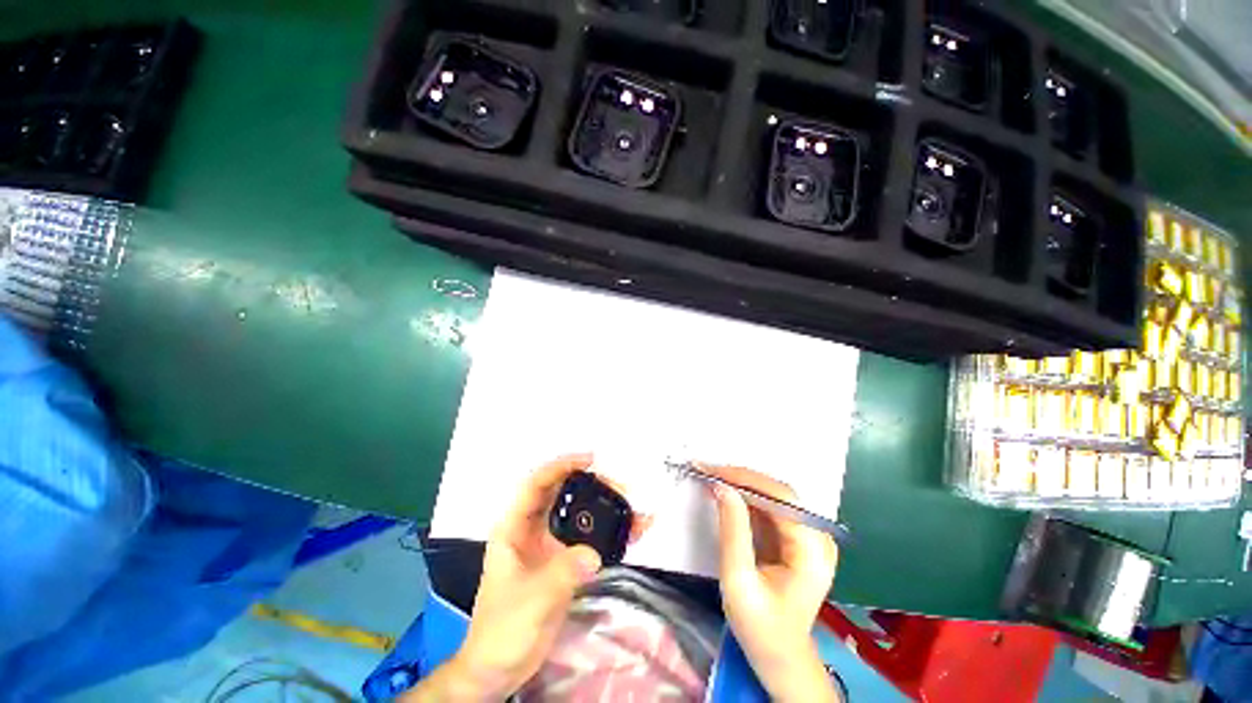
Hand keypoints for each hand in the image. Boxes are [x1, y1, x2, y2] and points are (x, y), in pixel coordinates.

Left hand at [412, 454, 647, 700]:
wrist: (499, 670)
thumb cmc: (502, 631)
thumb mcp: (531, 599)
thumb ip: (562, 573)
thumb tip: (594, 554)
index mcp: (514, 529)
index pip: (536, 484)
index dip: (561, 466)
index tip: (589, 460)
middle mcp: (533, 530)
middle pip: (563, 494)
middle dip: (592, 485)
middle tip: (619, 488)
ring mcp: (550, 546)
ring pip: (580, 515)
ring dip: (605, 508)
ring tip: (631, 508)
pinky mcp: (564, 563)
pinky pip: (590, 539)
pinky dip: (610, 533)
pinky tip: (631, 532)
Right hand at [708, 464, 840, 702]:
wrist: (780, 657)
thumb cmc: (761, 628)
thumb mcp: (739, 582)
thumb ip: (733, 531)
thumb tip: (722, 487)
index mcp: (813, 551)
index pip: (781, 498)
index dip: (745, 478)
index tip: (711, 471)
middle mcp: (818, 537)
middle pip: (778, 493)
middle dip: (740, 479)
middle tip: (706, 471)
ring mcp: (809, 536)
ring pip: (772, 496)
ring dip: (740, 485)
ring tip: (710, 477)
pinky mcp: (796, 537)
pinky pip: (769, 507)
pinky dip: (745, 498)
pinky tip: (725, 494)